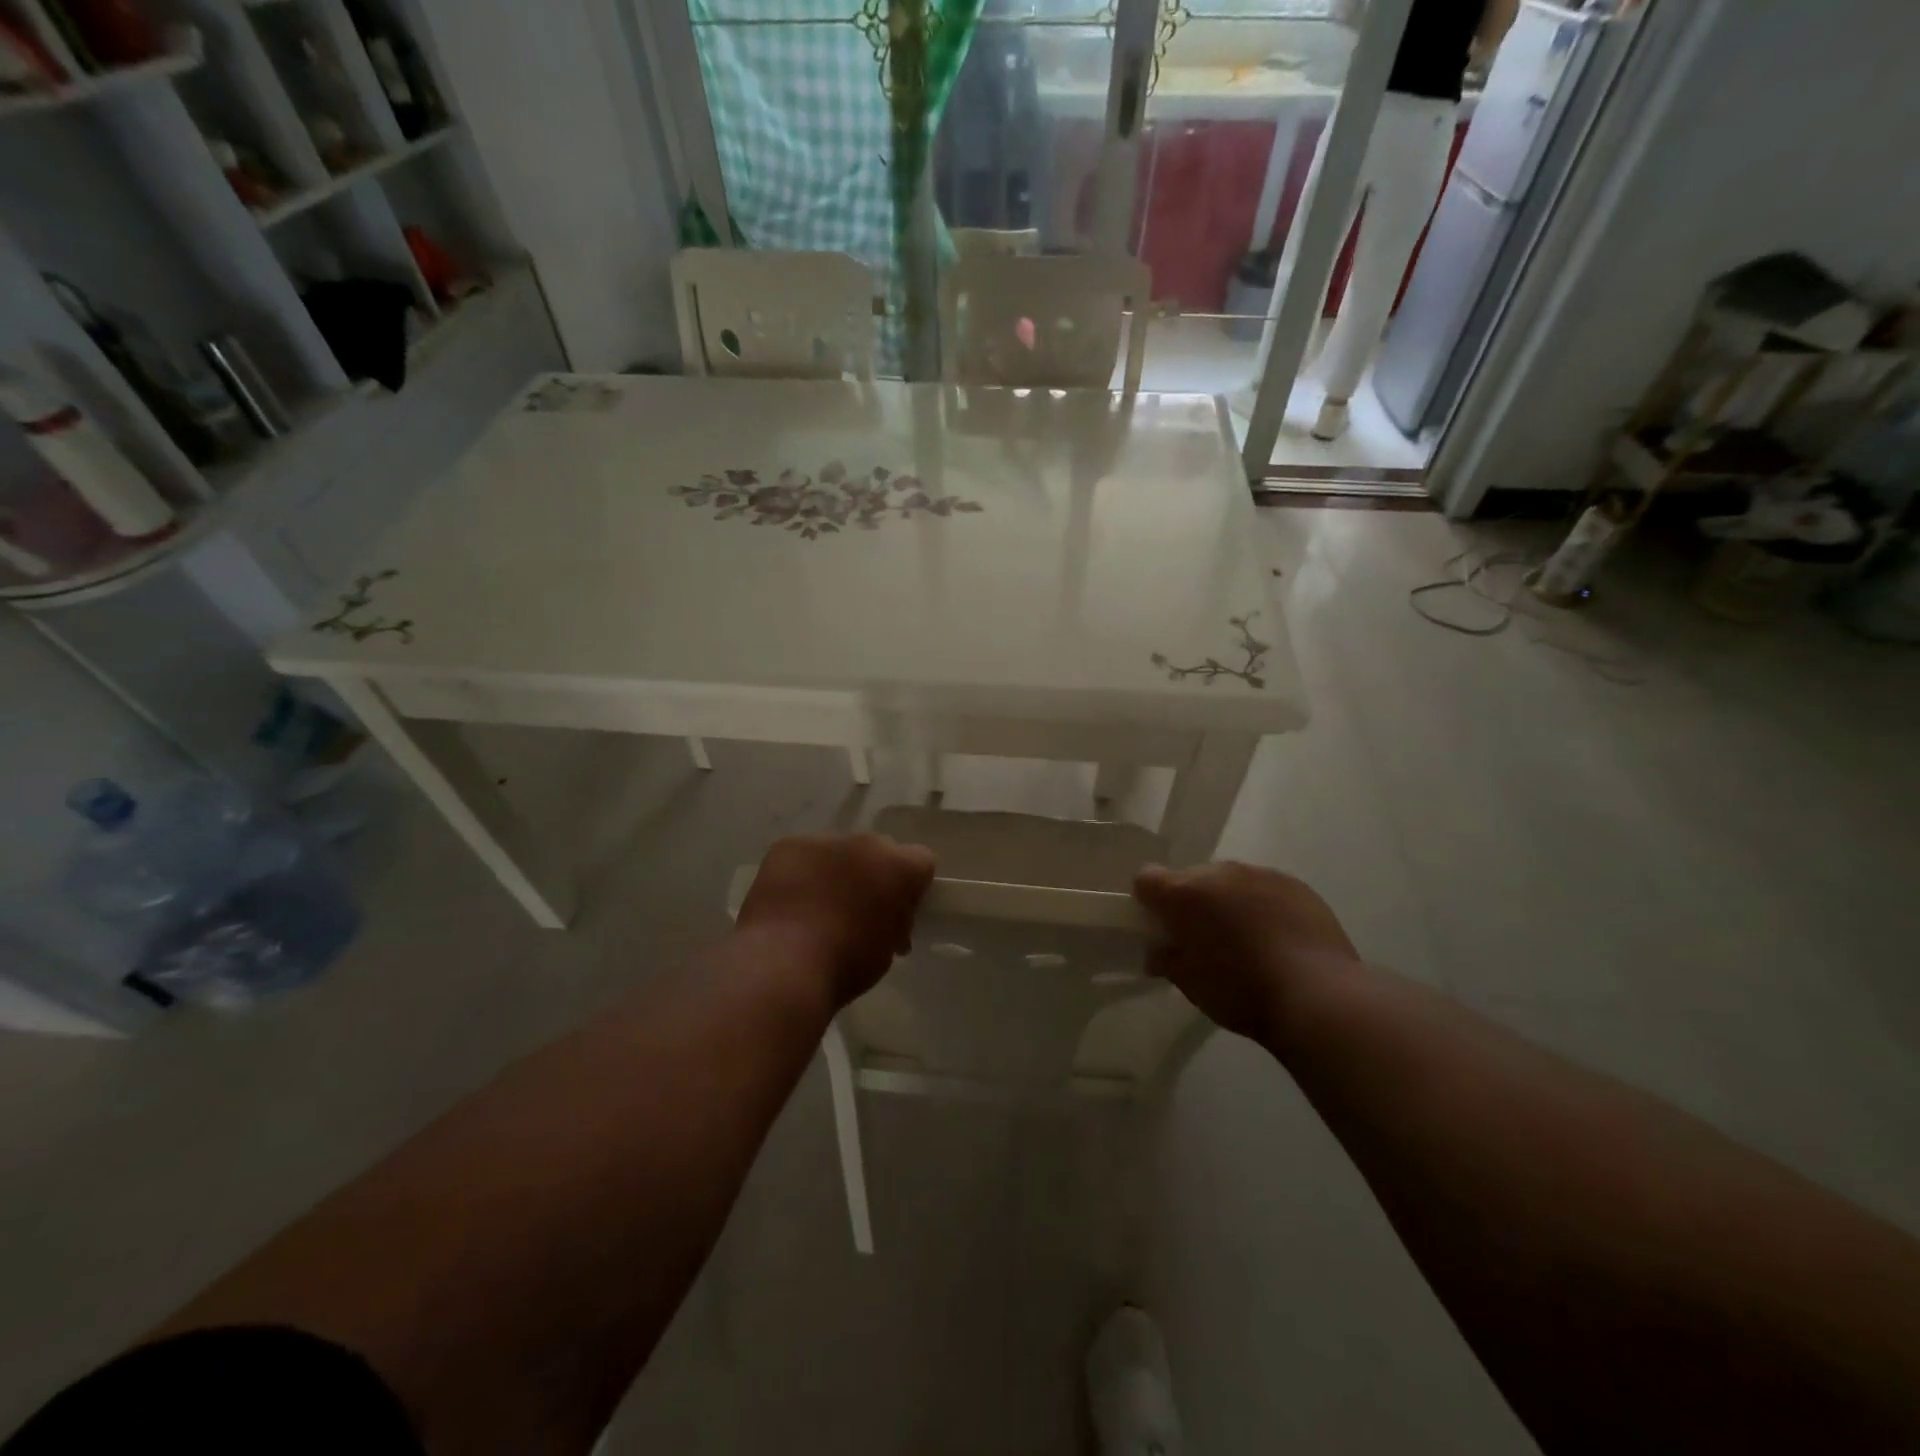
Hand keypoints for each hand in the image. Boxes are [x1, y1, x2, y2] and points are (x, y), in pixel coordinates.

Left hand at [736, 834, 934, 1007]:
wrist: (784, 964)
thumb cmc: (846, 965)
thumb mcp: (888, 949)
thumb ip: (895, 922)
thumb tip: (887, 920)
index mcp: (902, 868)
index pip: (921, 862)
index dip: (911, 886)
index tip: (898, 911)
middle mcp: (868, 844)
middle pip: (878, 851)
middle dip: (873, 874)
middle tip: (857, 909)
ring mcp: (826, 841)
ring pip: (838, 852)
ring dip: (835, 871)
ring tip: (816, 908)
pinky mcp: (789, 845)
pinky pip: (803, 855)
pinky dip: (800, 873)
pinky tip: (789, 902)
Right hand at [1133, 862, 1359, 1043]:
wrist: (1319, 997)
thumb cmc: (1241, 992)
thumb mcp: (1190, 984)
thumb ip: (1167, 959)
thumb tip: (1159, 952)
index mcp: (1185, 893)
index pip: (1147, 879)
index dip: (1148, 901)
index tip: (1160, 927)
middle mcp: (1220, 873)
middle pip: (1191, 878)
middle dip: (1192, 903)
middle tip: (1204, 940)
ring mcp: (1261, 874)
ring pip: (1230, 882)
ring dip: (1228, 902)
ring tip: (1246, 941)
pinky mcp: (1296, 884)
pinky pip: (1265, 889)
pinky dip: (1262, 906)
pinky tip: (1277, 939)